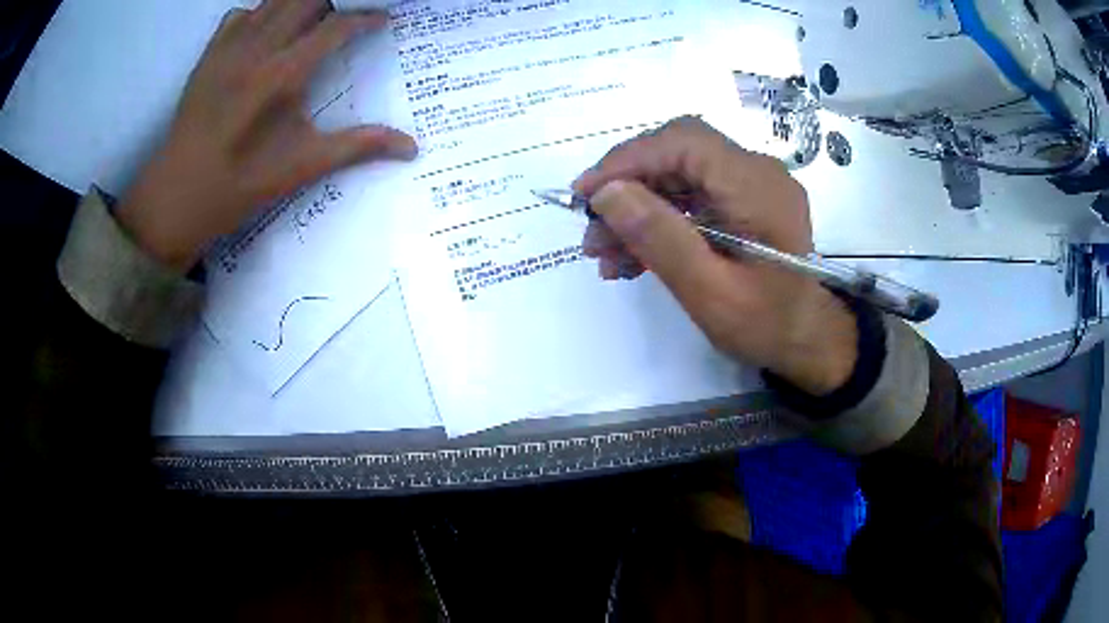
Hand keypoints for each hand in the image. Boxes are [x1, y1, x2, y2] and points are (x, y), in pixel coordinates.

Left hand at [117, 0, 417, 271]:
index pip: (336, 26)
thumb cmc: (238, 186)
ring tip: (310, 21)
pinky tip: (265, 34)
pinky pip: (240, 14)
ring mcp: (229, 48)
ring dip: (298, 4)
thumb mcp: (300, 168)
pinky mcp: (208, 55)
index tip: (382, 21)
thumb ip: (357, 147)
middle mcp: (257, 49)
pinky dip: (259, 14)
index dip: (366, 19)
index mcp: (283, 75)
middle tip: (343, 20)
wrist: (175, 198)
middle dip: (333, 2)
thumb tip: (411, 147)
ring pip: (273, 1)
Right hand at [574, 117, 857, 395]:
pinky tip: (631, 255)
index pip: (685, 143)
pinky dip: (658, 219)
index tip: (584, 194)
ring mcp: (751, 185)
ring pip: (679, 174)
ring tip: (603, 251)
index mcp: (759, 187)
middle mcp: (757, 172)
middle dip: (628, 185)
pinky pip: (691, 196)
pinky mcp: (743, 202)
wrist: (807, 343)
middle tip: (591, 228)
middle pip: (679, 152)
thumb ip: (662, 240)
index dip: (629, 159)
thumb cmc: (768, 326)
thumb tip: (607, 194)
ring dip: (637, 206)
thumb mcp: (711, 294)